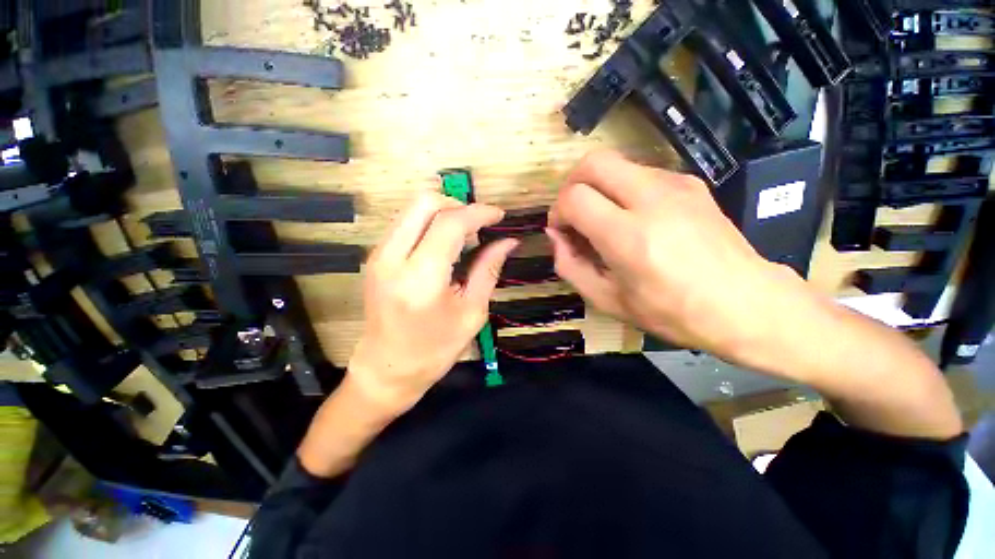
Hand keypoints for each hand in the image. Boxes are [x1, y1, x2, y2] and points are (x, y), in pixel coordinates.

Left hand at [348, 192, 517, 415]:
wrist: (387, 369)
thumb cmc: (435, 349)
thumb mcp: (471, 313)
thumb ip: (489, 270)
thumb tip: (508, 241)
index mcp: (422, 278)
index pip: (450, 223)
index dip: (478, 212)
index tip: (499, 215)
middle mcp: (393, 258)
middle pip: (425, 202)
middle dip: (458, 204)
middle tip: (478, 225)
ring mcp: (379, 255)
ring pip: (412, 208)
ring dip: (443, 213)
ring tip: (465, 236)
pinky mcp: (375, 257)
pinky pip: (405, 222)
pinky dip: (429, 223)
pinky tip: (444, 244)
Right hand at [547, 150, 809, 368]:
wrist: (747, 304)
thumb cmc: (672, 312)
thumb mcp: (608, 300)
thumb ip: (571, 266)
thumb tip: (556, 236)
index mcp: (629, 237)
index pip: (574, 198)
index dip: (558, 212)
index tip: (562, 231)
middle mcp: (652, 199)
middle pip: (592, 162)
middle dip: (572, 184)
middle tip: (574, 213)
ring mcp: (675, 185)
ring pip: (616, 164)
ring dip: (598, 187)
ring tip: (604, 220)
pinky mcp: (690, 182)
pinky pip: (640, 173)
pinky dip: (622, 189)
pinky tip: (633, 218)